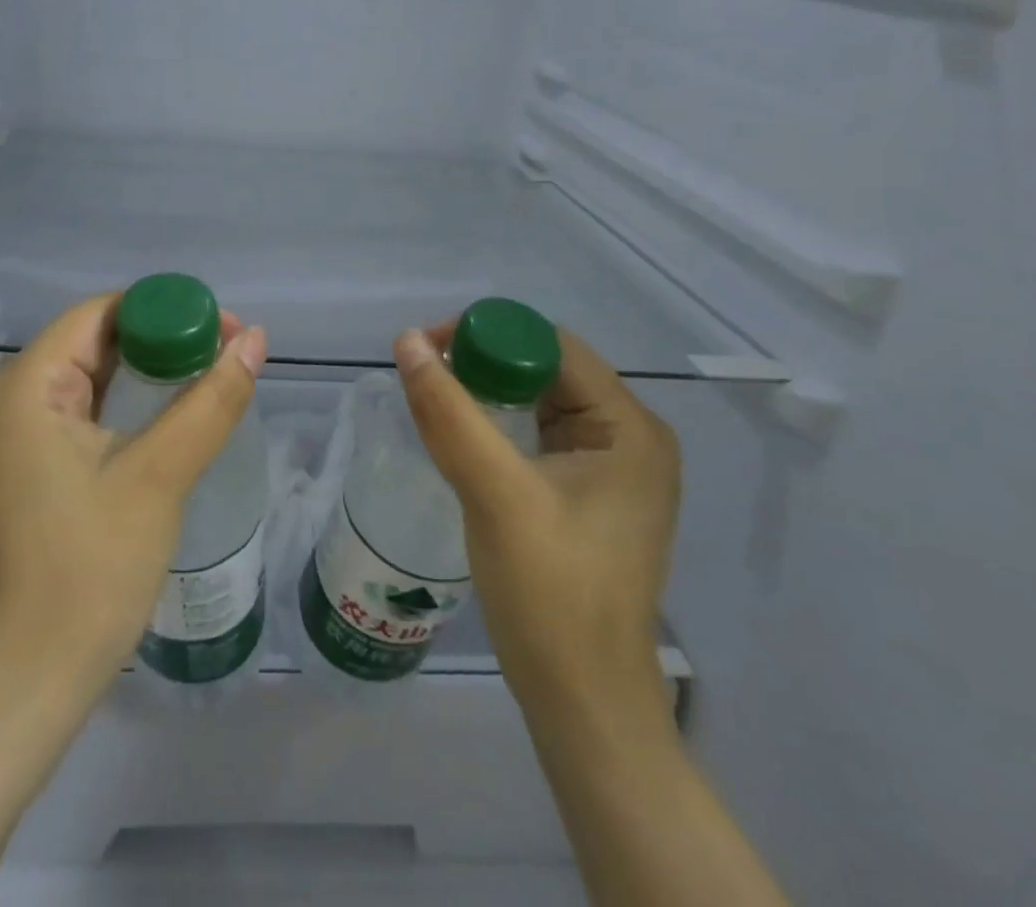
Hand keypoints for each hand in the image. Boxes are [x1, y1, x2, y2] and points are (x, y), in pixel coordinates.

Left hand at [0, 294, 268, 701]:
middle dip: (160, 339)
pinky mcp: (23, 462)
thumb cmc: (94, 567)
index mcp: (25, 385)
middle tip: (222, 353)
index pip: (100, 313)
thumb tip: (256, 339)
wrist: (38, 672)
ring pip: (87, 374)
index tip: (222, 328)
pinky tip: (165, 412)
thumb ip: (211, 399)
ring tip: (205, 376)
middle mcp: (7, 397)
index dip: (164, 310)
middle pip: (93, 340)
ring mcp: (10, 433)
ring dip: (145, 371)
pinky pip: (77, 408)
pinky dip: (123, 401)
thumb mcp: (161, 473)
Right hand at [394, 323, 680, 731]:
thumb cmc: (551, 595)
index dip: (488, 335)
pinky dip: (496, 424)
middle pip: (545, 369)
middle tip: (423, 375)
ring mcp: (610, 467)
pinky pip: (536, 434)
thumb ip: (449, 411)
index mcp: (628, 428)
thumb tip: (406, 339)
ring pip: (537, 400)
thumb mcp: (494, 492)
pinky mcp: (587, 493)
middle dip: (483, 363)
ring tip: (433, 399)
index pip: (552, 346)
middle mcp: (628, 437)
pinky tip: (461, 435)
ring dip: (485, 393)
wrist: (582, 701)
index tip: (428, 350)